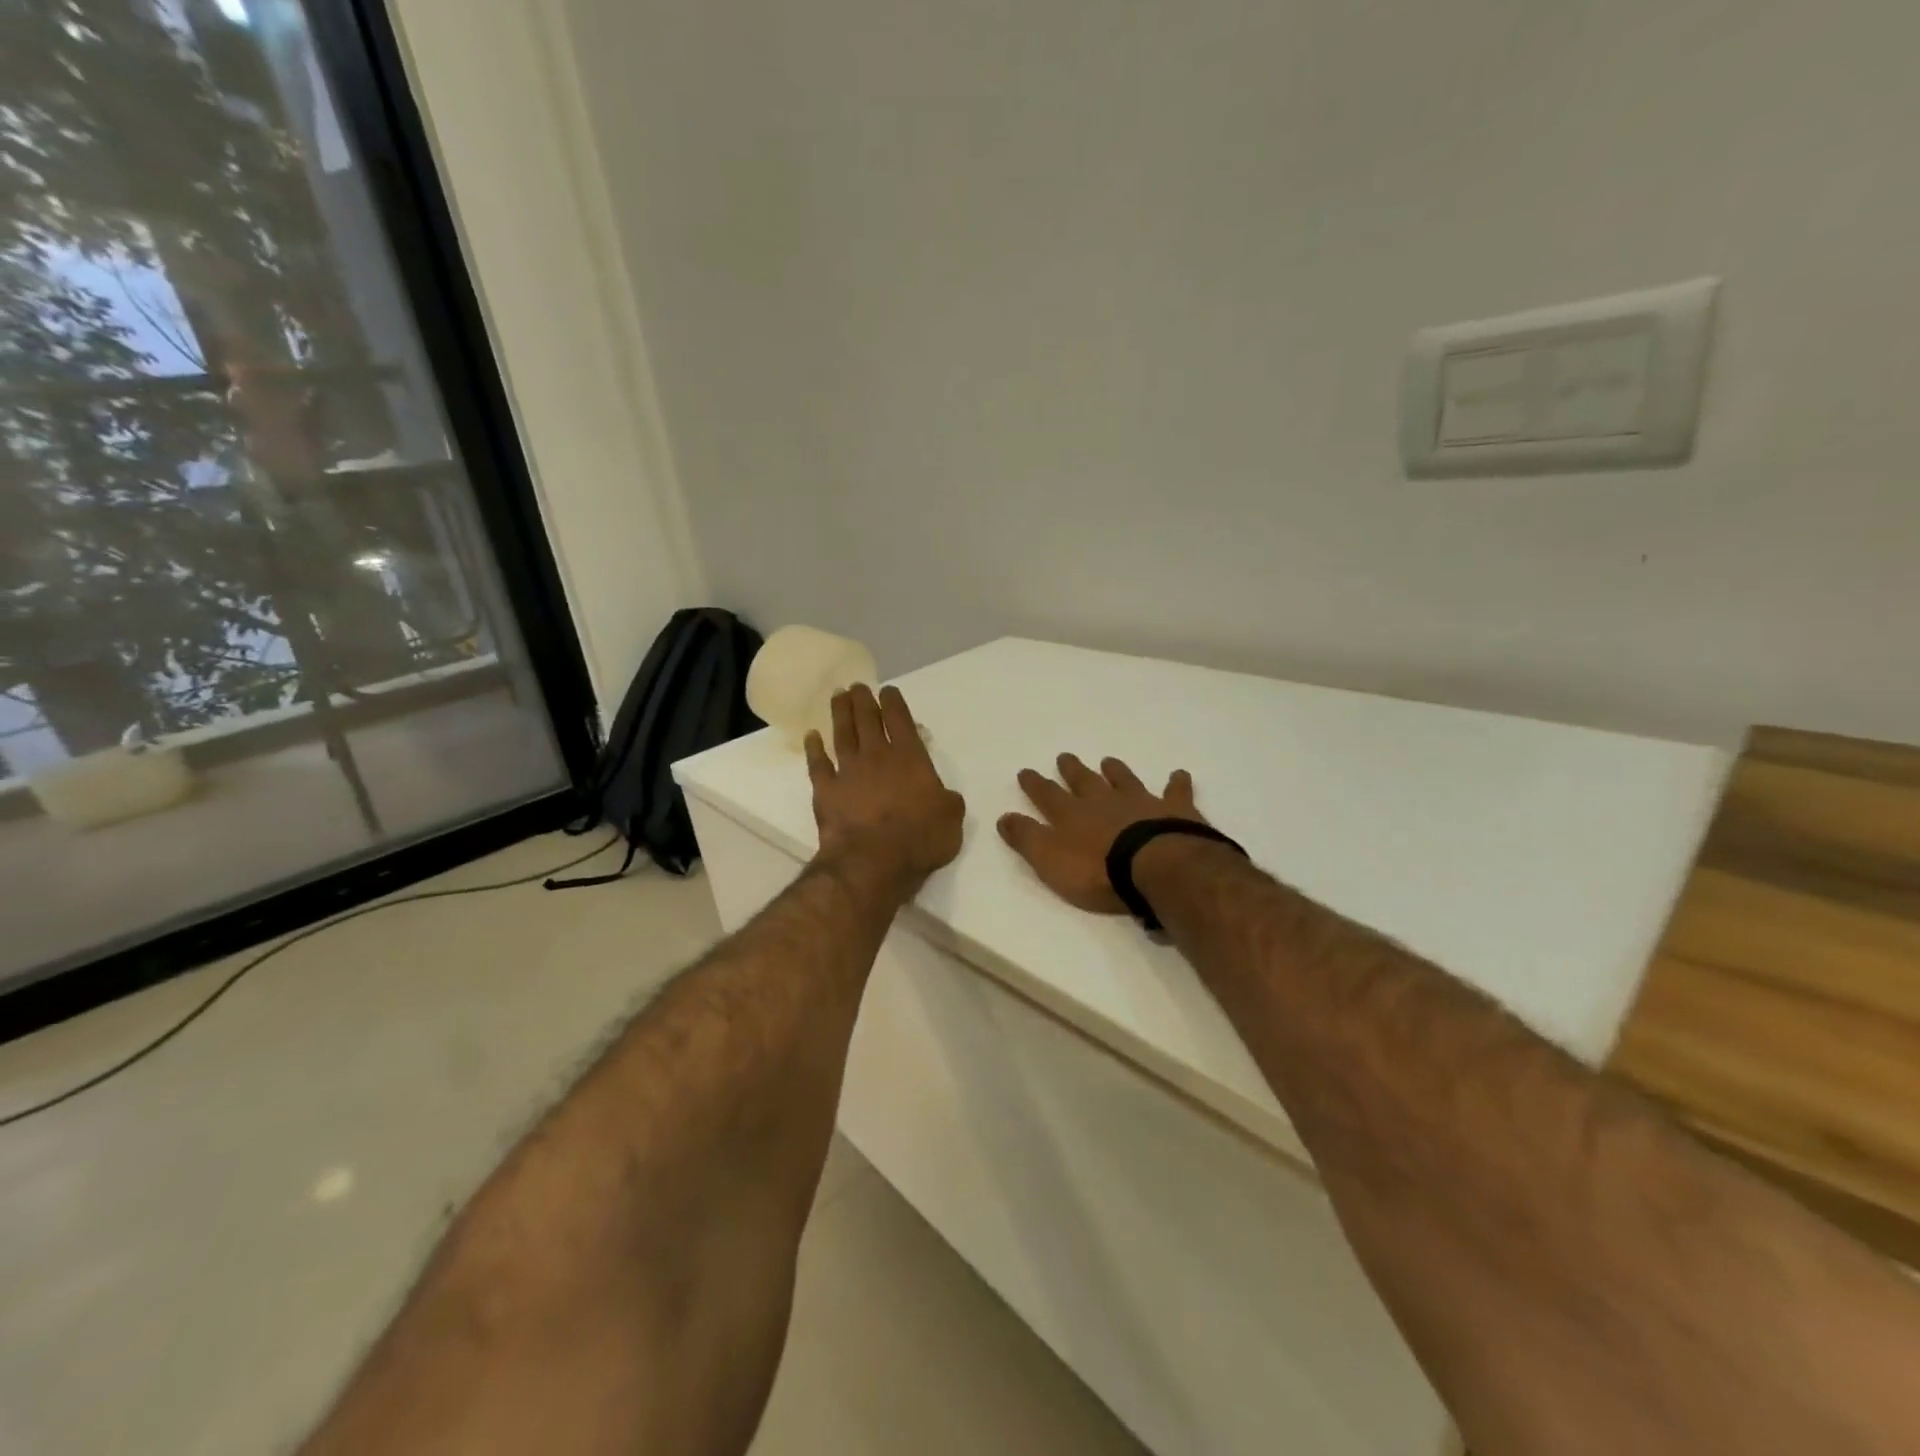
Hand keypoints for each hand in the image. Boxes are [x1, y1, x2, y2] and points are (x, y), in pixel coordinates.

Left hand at [806, 685, 965, 892]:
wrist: (873, 862)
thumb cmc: (919, 839)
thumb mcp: (951, 820)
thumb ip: (949, 801)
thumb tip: (944, 796)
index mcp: (910, 758)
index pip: (900, 720)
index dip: (893, 703)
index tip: (887, 690)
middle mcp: (877, 756)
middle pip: (867, 720)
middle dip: (863, 700)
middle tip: (857, 686)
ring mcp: (848, 772)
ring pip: (842, 734)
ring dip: (840, 714)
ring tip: (838, 696)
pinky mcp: (826, 791)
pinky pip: (817, 764)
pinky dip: (813, 749)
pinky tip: (811, 737)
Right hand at [998, 755, 1204, 913]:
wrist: (1154, 866)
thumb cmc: (1096, 870)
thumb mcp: (1048, 860)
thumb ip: (1026, 838)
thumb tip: (1003, 817)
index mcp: (1071, 815)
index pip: (1047, 795)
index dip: (1034, 784)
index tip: (1026, 771)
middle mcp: (1103, 802)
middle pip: (1084, 781)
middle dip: (1071, 770)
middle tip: (1064, 757)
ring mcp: (1140, 802)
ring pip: (1124, 780)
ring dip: (1115, 771)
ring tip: (1108, 761)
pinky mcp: (1174, 810)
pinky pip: (1175, 792)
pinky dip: (1176, 783)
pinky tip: (1179, 774)